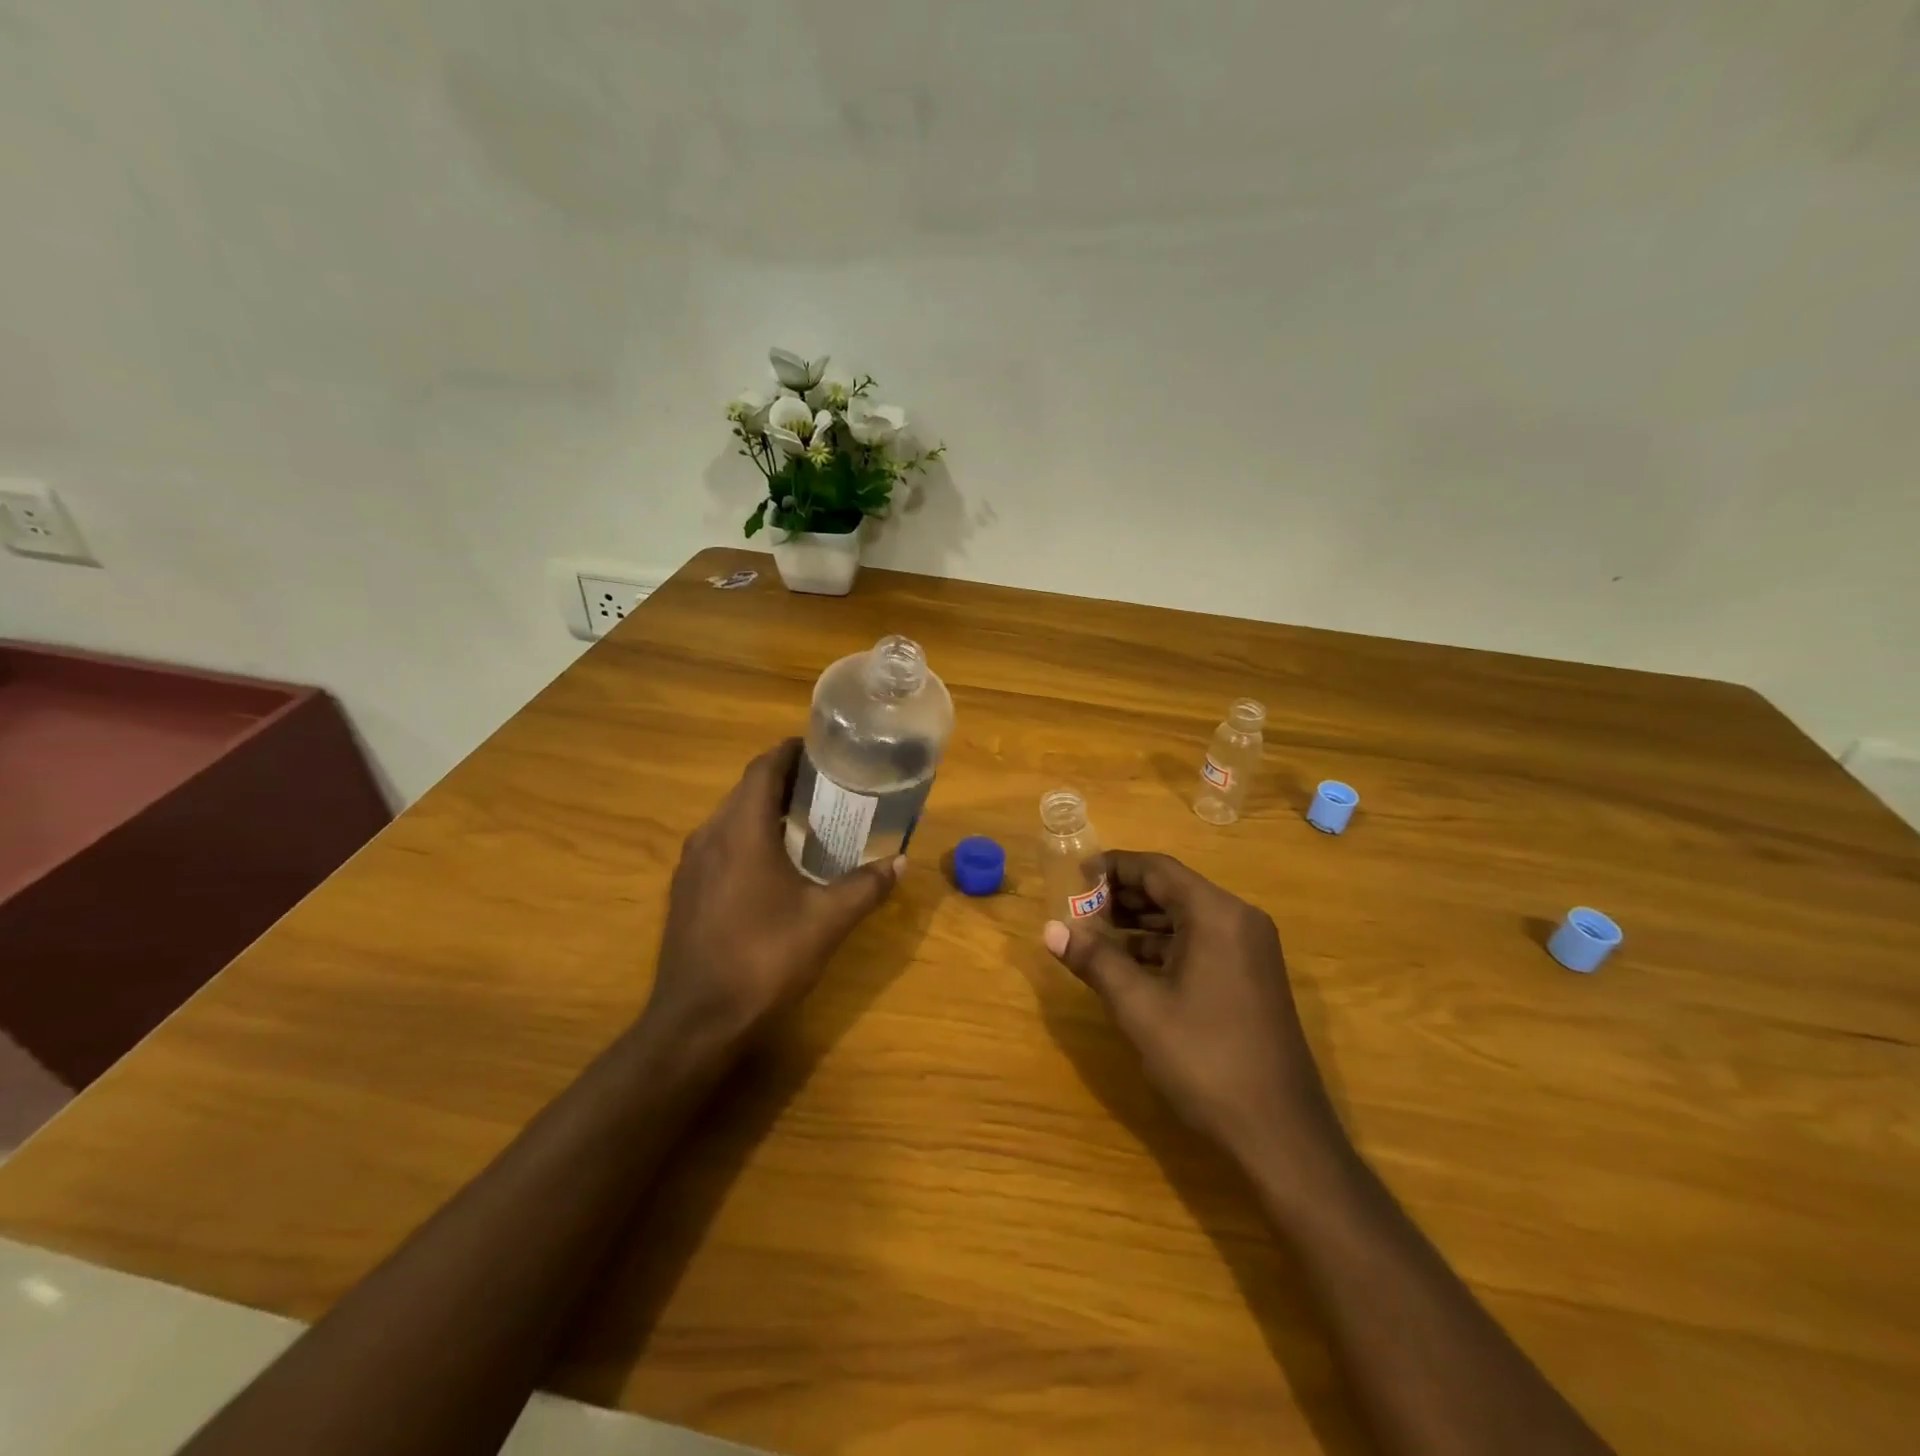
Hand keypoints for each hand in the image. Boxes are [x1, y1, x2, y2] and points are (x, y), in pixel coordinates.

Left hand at [645, 740, 900, 1057]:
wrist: (697, 1022)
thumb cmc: (764, 959)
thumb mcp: (827, 922)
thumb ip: (866, 887)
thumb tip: (901, 862)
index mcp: (742, 830)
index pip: (764, 767)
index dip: (792, 752)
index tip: (824, 750)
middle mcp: (710, 836)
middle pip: (747, 790)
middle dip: (785, 781)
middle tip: (828, 786)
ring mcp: (691, 866)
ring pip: (730, 818)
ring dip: (765, 810)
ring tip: (807, 821)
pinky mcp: (684, 892)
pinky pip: (720, 846)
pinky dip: (748, 839)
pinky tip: (773, 866)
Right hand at [1043, 850, 1341, 1163]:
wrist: (1281, 1134)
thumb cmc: (1205, 1060)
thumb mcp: (1139, 1008)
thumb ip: (1095, 960)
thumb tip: (1050, 929)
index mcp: (1216, 914)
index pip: (1157, 869)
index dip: (1112, 867)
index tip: (1074, 876)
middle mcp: (1238, 920)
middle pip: (1173, 889)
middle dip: (1123, 895)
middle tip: (1078, 907)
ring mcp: (1250, 950)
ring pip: (1186, 917)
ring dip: (1141, 922)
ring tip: (1094, 934)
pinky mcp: (1252, 977)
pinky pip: (1201, 942)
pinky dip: (1164, 946)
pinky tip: (1130, 965)